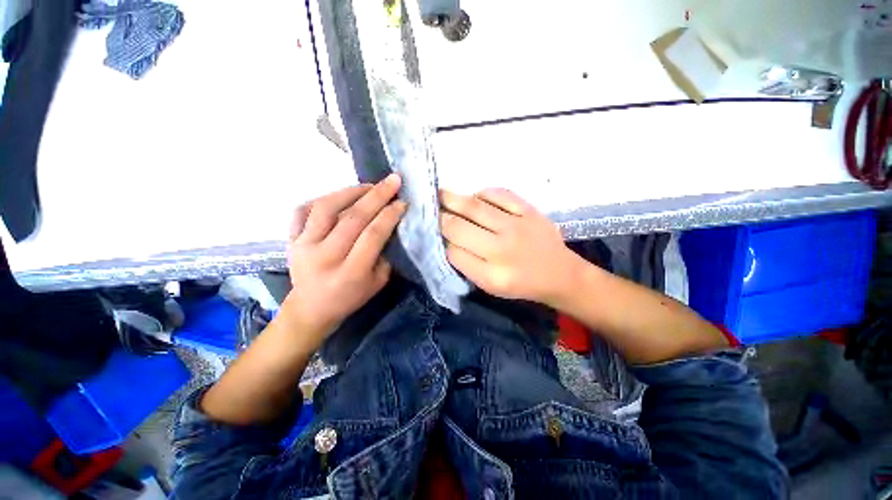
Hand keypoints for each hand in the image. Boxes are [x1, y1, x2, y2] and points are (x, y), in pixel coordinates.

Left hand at [284, 174, 406, 341]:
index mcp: (351, 273)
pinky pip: (303, 210)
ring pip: (326, 208)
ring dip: (351, 191)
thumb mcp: (377, 283)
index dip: (389, 215)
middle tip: (393, 180)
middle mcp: (326, 257)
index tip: (402, 202)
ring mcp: (304, 246)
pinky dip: (322, 199)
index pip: (373, 235)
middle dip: (377, 196)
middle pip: (353, 218)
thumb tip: (389, 226)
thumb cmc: (350, 297)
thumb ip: (384, 255)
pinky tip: (339, 196)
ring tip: (369, 186)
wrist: (311, 308)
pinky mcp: (291, 240)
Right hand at [440, 188, 583, 305]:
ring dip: (452, 199)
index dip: (440, 242)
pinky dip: (482, 193)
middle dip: (439, 218)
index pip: (453, 253)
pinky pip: (499, 194)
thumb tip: (446, 240)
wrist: (561, 274)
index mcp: (491, 276)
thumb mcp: (491, 286)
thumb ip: (467, 265)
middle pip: (458, 227)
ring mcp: (517, 226)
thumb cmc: (522, 284)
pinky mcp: (529, 211)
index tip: (432, 233)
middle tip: (429, 209)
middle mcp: (502, 250)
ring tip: (440, 194)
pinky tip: (475, 197)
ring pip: (474, 207)